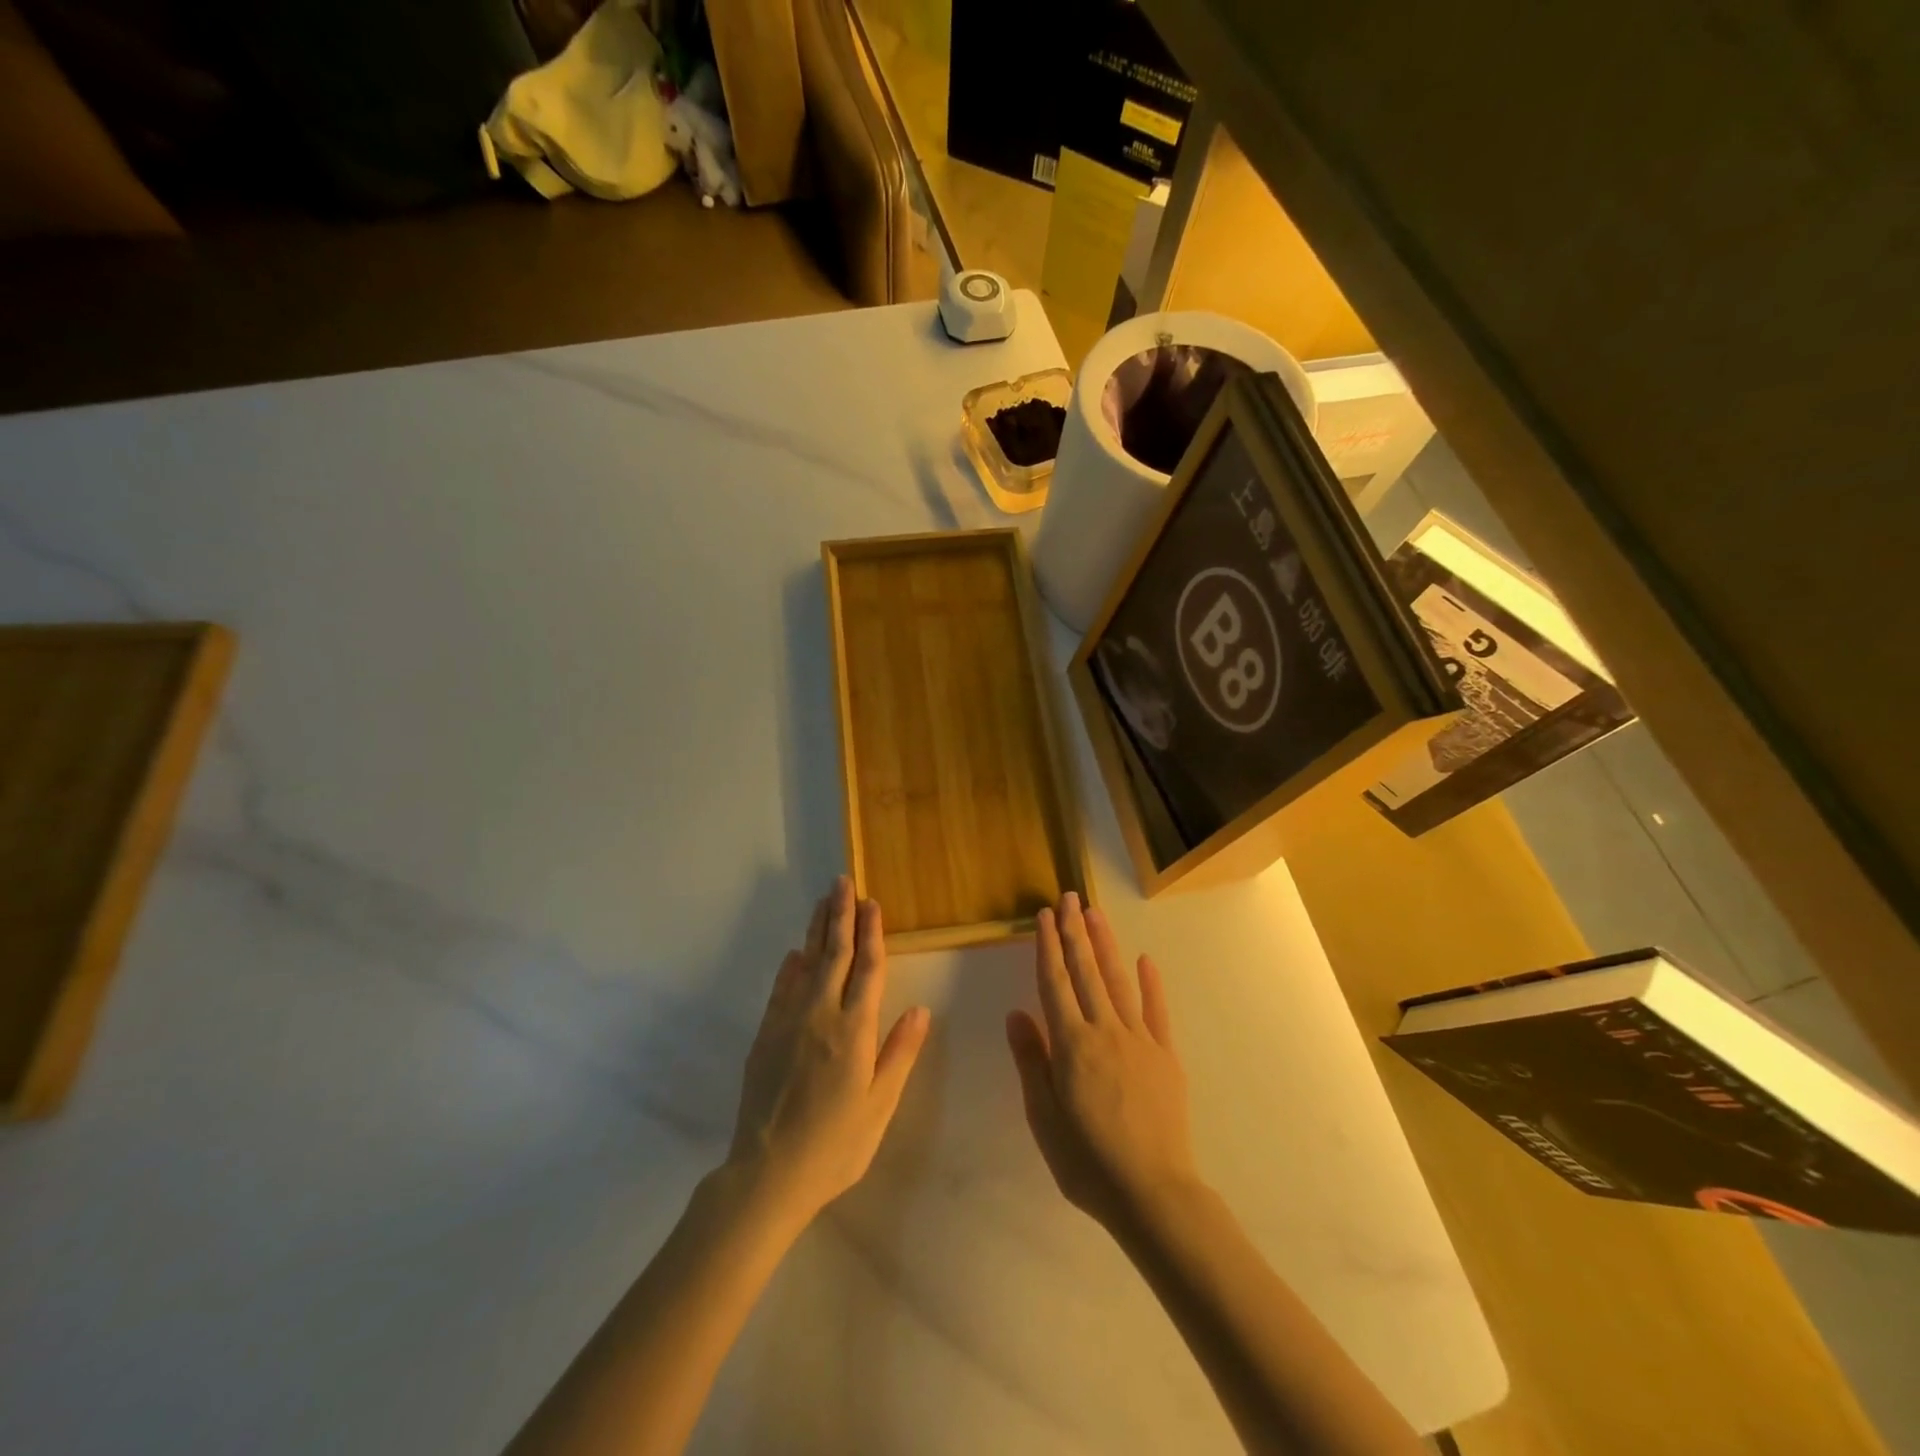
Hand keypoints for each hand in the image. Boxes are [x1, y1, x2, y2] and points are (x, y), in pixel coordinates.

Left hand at [728, 877, 930, 1228]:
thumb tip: (921, 1010)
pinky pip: (781, 990)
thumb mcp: (879, 1106)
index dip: (872, 933)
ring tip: (823, 901)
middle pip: (835, 954)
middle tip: (843, 883)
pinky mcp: (766, 1036)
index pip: (868, 968)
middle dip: (841, 916)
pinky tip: (794, 955)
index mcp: (855, 1030)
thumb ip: (899, 1054)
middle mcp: (821, 1015)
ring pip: (806, 964)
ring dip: (816, 930)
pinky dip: (790, 968)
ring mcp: (789, 1022)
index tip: (872, 903)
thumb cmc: (835, 1145)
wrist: (767, 1174)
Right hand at [1006, 891, 1198, 1233]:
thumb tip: (1017, 1013)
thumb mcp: (1043, 1117)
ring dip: (1105, 945)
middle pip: (1086, 972)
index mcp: (1071, 1044)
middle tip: (1068, 898)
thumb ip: (1032, 1061)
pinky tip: (1145, 960)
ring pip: (1118, 981)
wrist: (1153, 1193)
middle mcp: (1104, 1030)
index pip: (1054, 983)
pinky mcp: (1165, 1055)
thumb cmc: (1087, 1161)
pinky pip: (1156, 1011)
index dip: (1048, 947)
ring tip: (1095, 914)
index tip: (1044, 916)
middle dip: (1075, 932)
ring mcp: (1139, 1040)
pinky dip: (1151, 984)